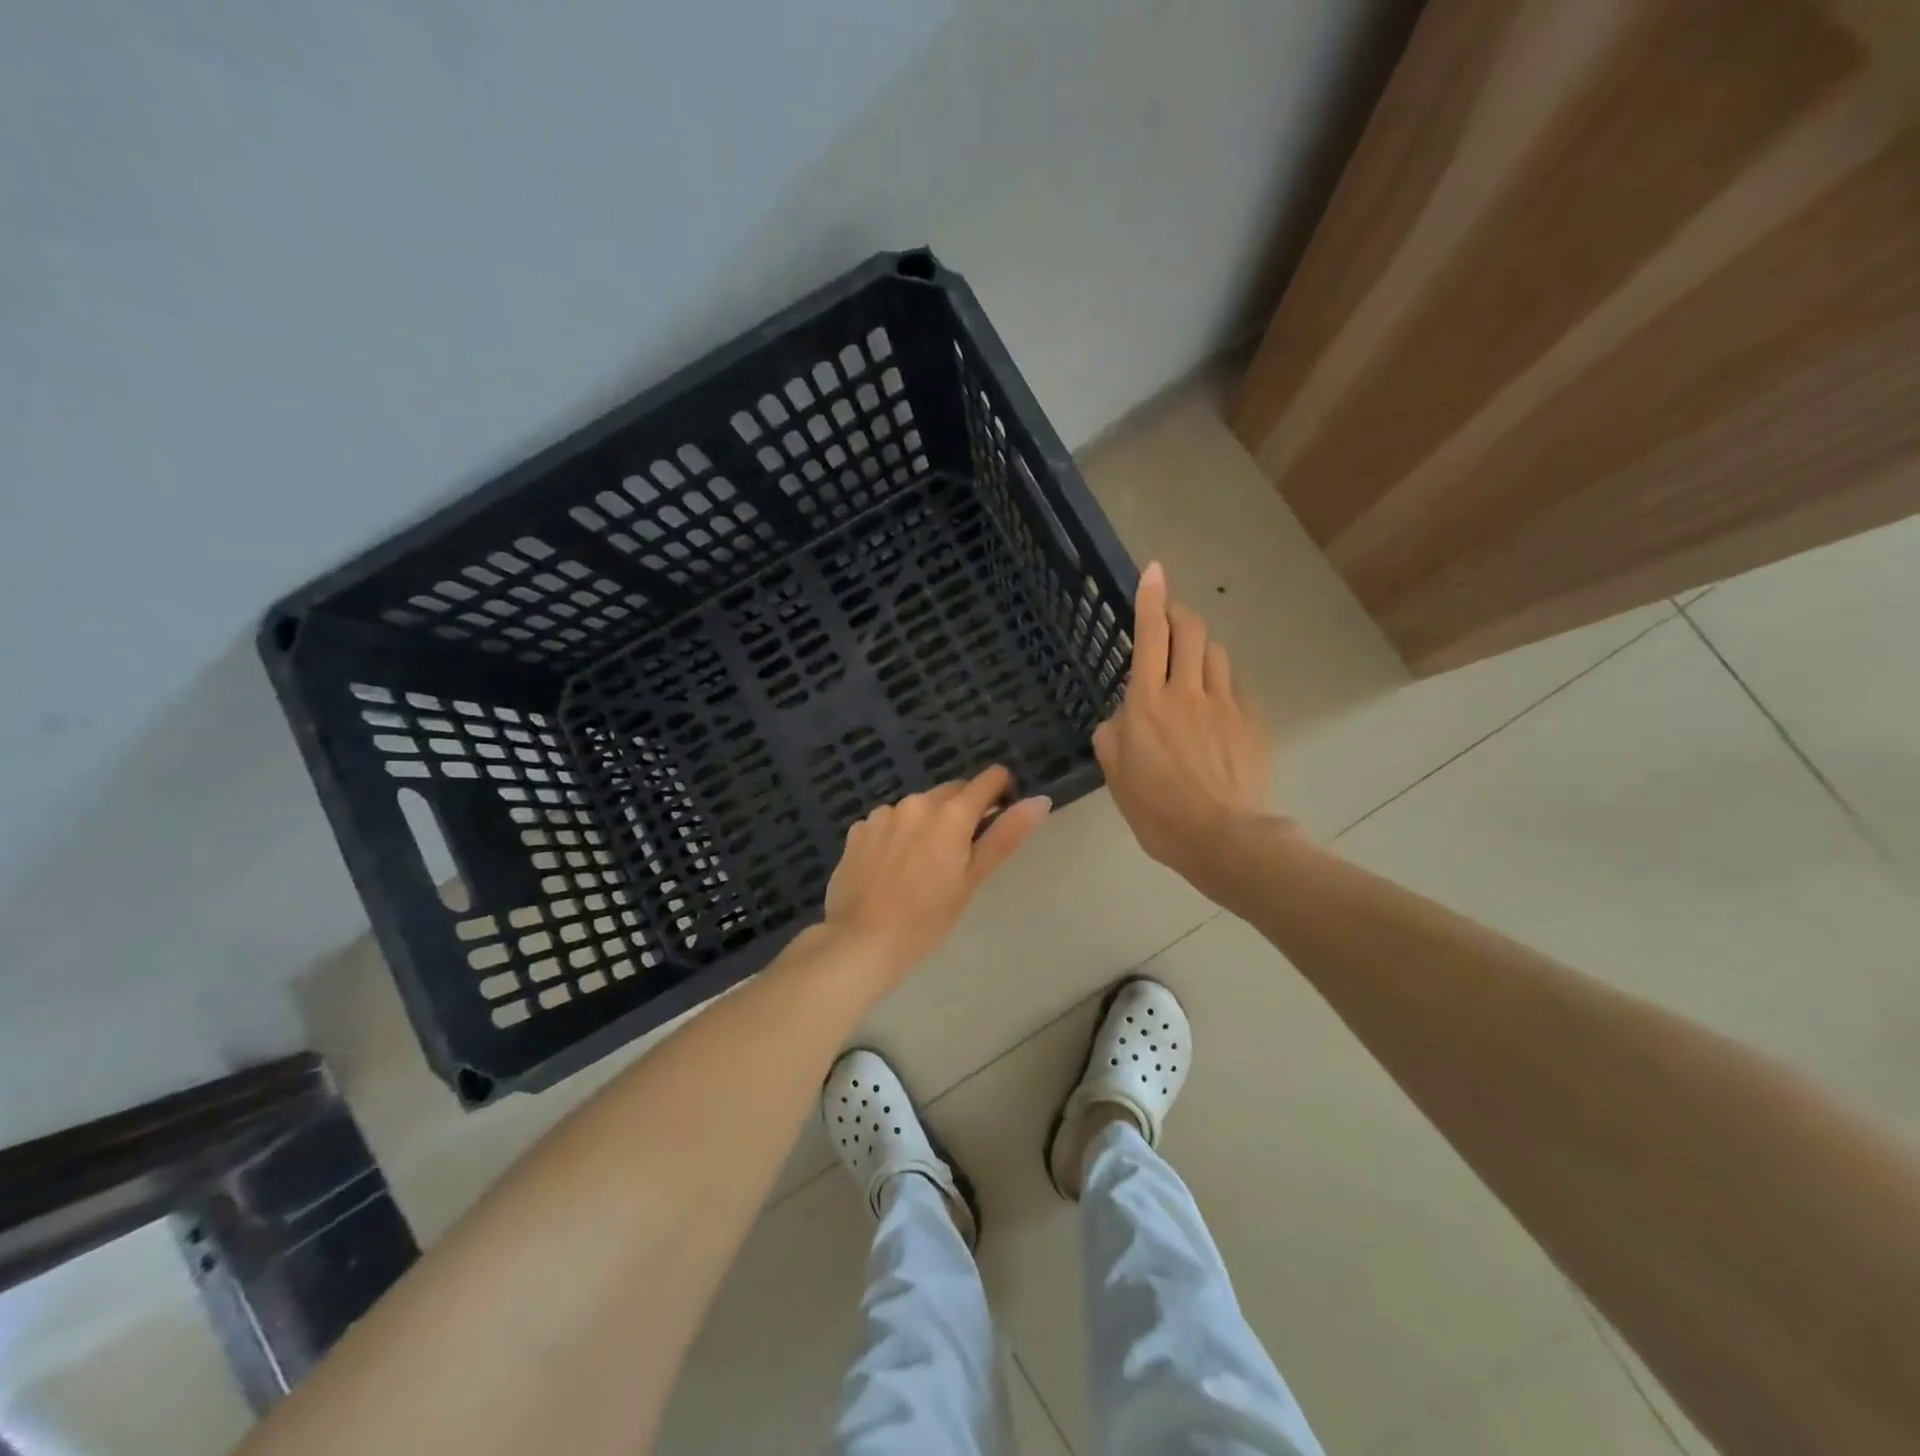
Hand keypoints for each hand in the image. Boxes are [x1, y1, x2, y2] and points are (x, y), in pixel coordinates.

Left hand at [820, 765, 1050, 989]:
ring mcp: (883, 813)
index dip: (1000, 792)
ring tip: (923, 864)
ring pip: (918, 807)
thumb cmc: (927, 919)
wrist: (861, 942)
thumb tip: (1040, 801)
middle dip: (963, 811)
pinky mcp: (858, 829)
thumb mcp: (972, 880)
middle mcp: (917, 802)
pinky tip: (892, 867)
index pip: (988, 780)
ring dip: (927, 822)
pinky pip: (888, 821)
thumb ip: (1006, 836)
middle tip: (961, 853)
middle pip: (952, 792)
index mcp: (951, 813)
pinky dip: (897, 834)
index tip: (1000, 815)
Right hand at [1094, 562, 1276, 894]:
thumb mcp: (1117, 779)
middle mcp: (1186, 692)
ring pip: (1215, 653)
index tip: (1154, 570)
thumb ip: (1111, 740)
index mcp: (1146, 704)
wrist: (1223, 838)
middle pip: (1190, 630)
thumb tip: (1119, 720)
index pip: (1150, 636)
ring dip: (1201, 648)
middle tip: (1172, 617)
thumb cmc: (1158, 813)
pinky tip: (1217, 704)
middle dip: (1180, 612)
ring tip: (1193, 665)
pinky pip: (1236, 685)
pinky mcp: (1251, 721)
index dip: (1151, 599)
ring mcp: (1224, 704)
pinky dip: (1222, 682)